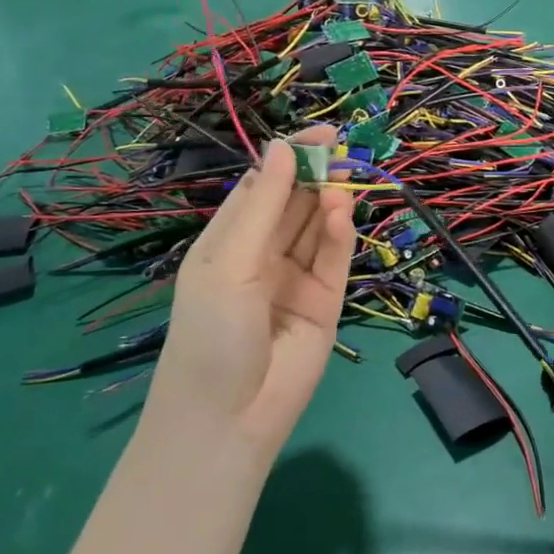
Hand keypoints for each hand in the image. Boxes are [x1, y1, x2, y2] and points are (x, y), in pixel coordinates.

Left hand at [149, 128, 353, 461]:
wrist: (228, 420)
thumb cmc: (210, 334)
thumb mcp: (230, 263)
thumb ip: (263, 206)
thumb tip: (283, 147)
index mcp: (229, 242)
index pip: (261, 187)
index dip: (287, 157)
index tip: (319, 133)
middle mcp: (264, 255)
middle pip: (294, 202)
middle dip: (315, 175)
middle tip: (342, 150)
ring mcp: (297, 277)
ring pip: (318, 227)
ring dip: (330, 202)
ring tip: (342, 186)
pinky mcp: (327, 300)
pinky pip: (335, 257)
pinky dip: (342, 234)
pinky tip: (343, 215)